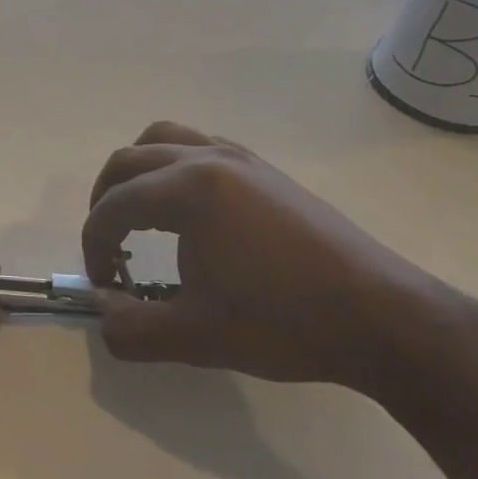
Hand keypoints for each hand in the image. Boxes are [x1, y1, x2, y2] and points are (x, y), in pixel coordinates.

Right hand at [81, 122, 462, 389]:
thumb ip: (129, 328)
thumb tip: (102, 312)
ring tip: (137, 216)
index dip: (94, 245)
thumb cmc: (285, 324)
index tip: (103, 284)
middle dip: (105, 202)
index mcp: (189, 190)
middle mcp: (210, 158)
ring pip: (164, 141)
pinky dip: (173, 169)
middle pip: (129, 161)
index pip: (114, 206)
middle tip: (108, 249)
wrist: (383, 319)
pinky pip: (200, 148)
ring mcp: (242, 158)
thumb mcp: (194, 337)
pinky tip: (189, 214)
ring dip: (137, 174)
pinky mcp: (267, 171)